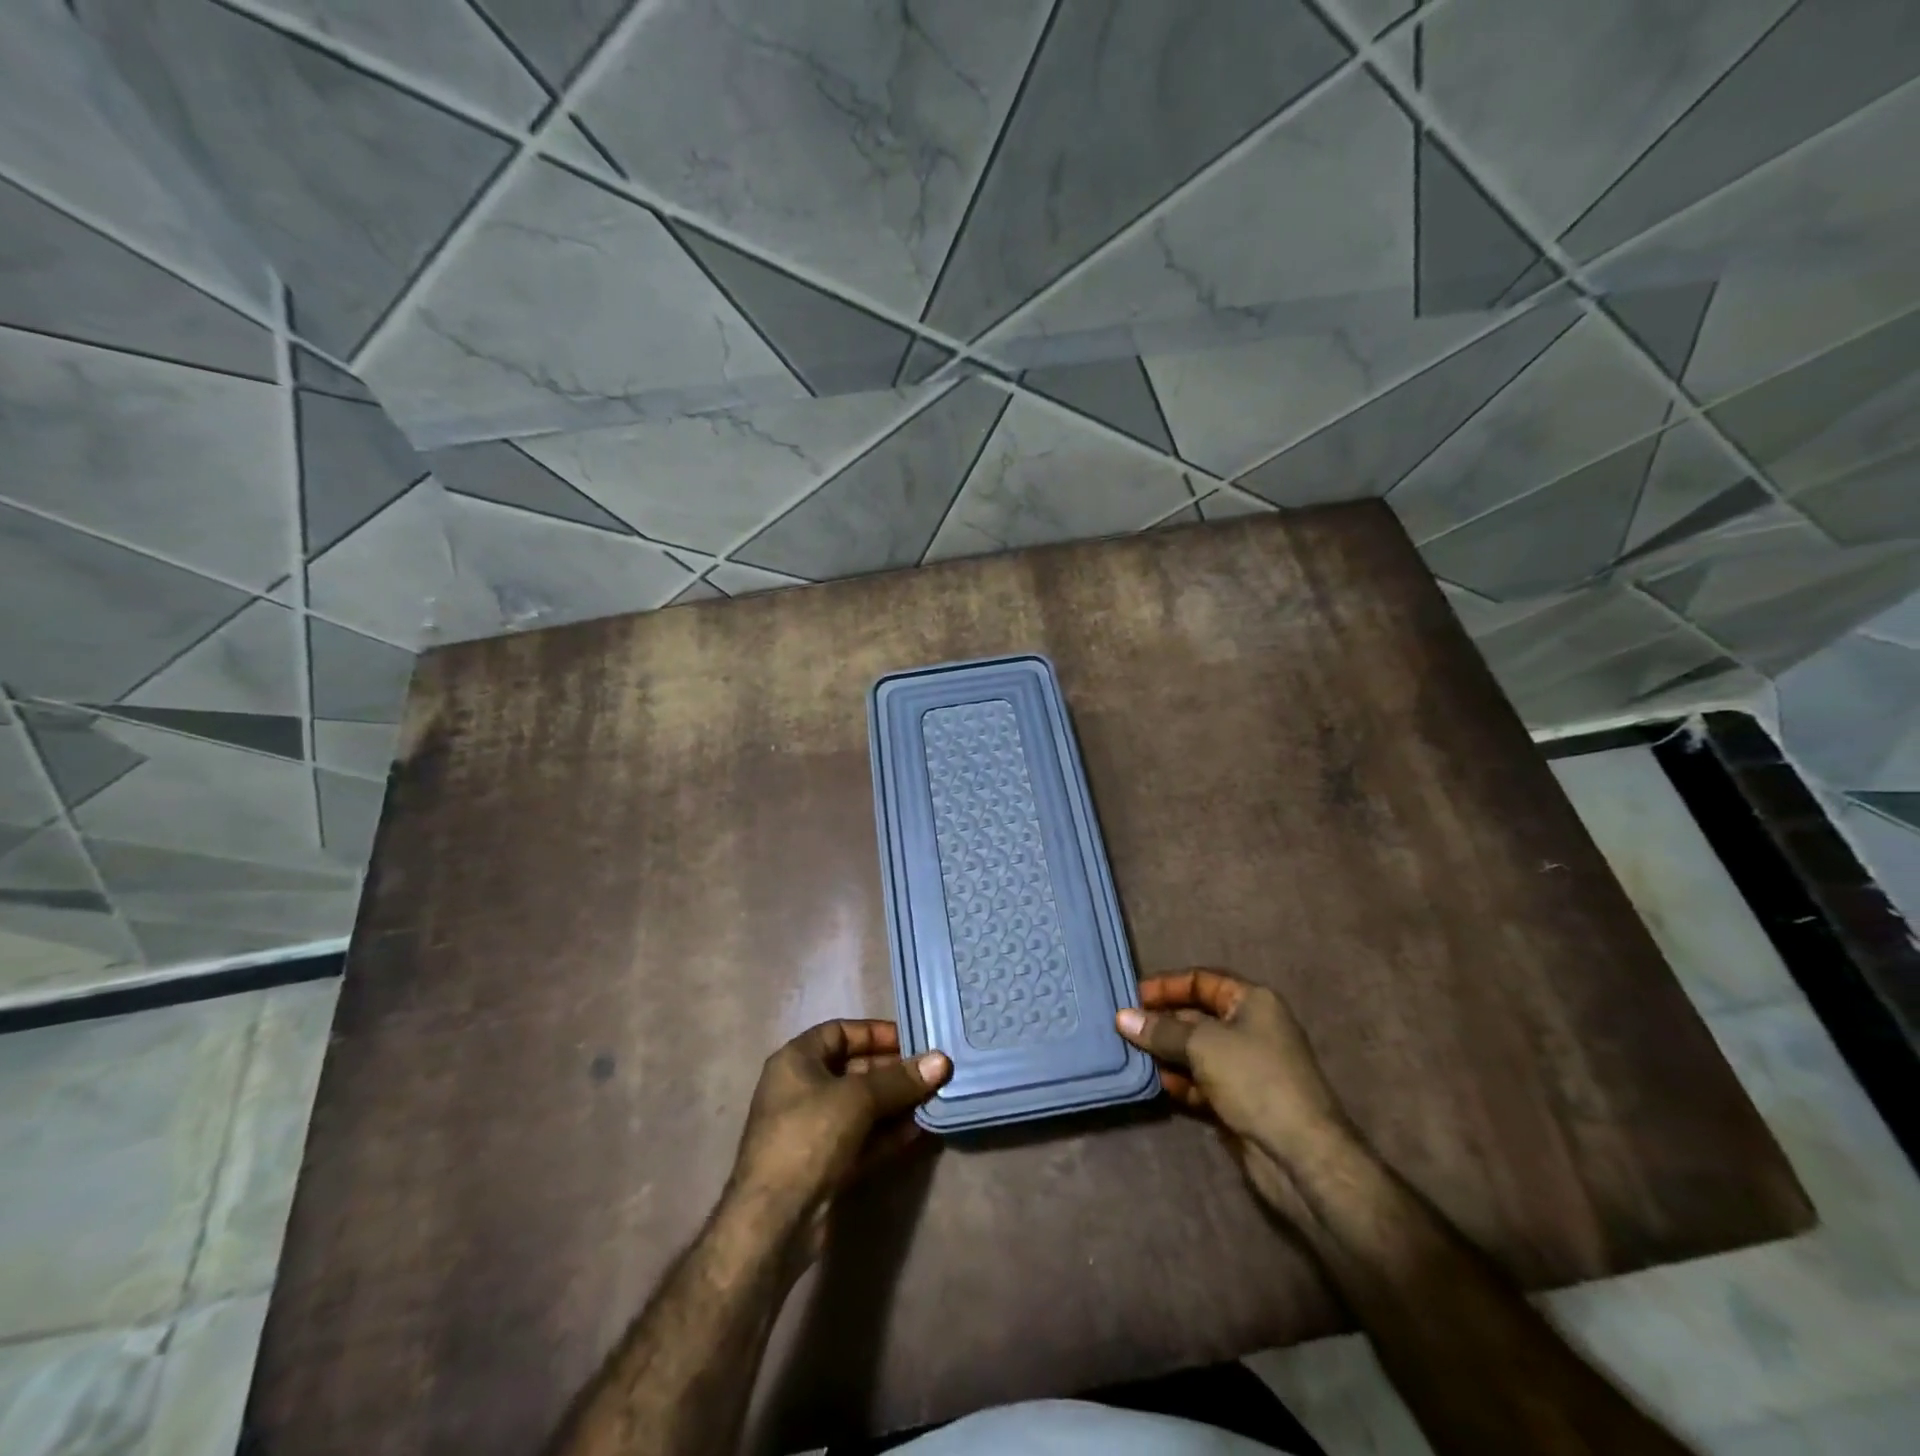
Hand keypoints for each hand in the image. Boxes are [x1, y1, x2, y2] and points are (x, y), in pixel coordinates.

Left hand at [731, 1020, 950, 1238]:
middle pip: (854, 1070)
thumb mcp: (857, 1098)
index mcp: (796, 1061)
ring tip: (933, 1098)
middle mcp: (802, 1090)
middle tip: (932, 1072)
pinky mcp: (825, 1164)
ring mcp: (813, 1129)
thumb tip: (942, 1061)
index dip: (875, 1033)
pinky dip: (887, 1133)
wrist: (774, 1221)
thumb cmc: (809, 1136)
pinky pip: (862, 1138)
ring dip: (896, 1103)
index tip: (912, 1040)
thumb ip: (900, 1079)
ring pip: (861, 1107)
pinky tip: (918, 1129)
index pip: (840, 1032)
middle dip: (893, 1071)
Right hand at [1117, 970, 1350, 1206]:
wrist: (1300, 1154)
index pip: (1202, 981)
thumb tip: (1122, 1017)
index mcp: (1252, 1002)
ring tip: (1131, 1055)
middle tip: (1123, 1029)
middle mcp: (1250, 1028)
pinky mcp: (1239, 1099)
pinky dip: (1179, 1080)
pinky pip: (1200, 1081)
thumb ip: (1161, 1030)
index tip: (1132, 997)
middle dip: (1161, 1022)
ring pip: (1195, 1050)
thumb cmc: (1255, 1080)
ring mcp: (1245, 1066)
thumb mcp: (1203, 1045)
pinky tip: (1156, 1084)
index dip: (1167, 986)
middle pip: (1196, 1016)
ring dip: (1165, 1053)